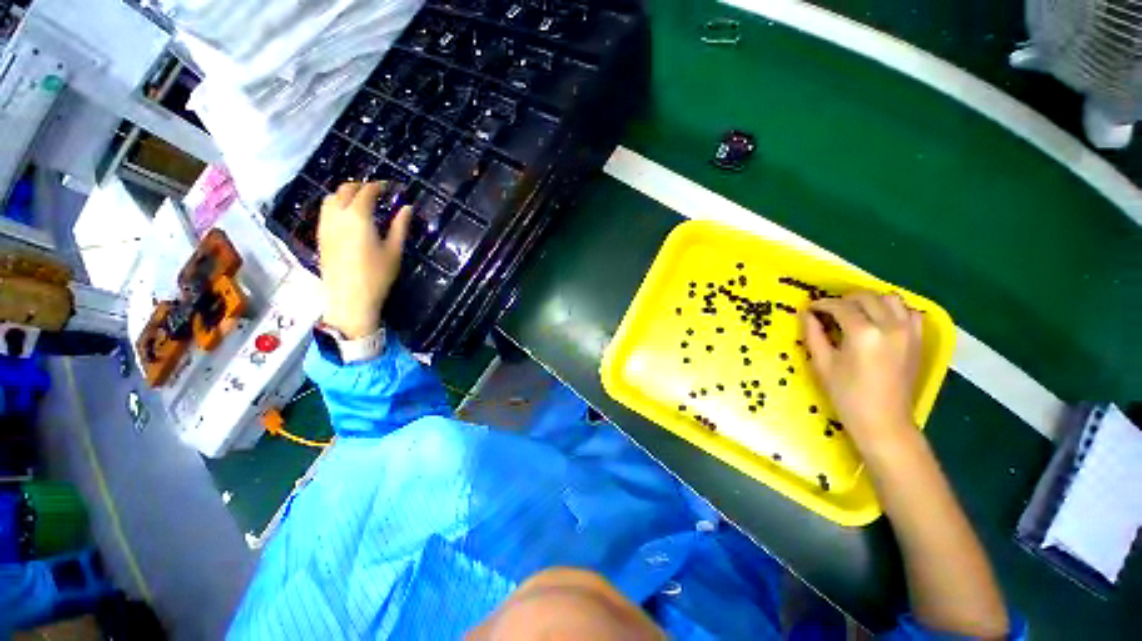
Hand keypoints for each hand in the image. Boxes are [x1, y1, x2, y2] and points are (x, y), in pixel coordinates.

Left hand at [317, 182, 410, 338]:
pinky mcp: (320, 235)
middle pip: (345, 190)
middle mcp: (338, 215)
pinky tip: (348, 215)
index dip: (379, 186)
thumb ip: (400, 226)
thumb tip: (407, 208)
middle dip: (361, 186)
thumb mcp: (394, 251)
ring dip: (346, 194)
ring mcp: (325, 225)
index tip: (391, 187)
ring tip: (361, 201)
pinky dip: (337, 204)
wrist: (350, 298)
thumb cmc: (377, 275)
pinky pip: (326, 211)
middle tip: (378, 192)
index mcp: (358, 217)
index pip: (367, 192)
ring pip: (331, 198)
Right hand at [802, 291, 922, 455]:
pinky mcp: (918, 340)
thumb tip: (806, 314)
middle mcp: (890, 326)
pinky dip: (894, 310)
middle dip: (843, 299)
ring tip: (855, 313)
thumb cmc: (847, 395)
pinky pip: (910, 312)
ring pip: (890, 299)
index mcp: (863, 333)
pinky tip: (880, 321)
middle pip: (866, 297)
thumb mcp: (822, 364)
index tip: (809, 308)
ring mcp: (909, 332)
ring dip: (869, 301)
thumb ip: (813, 334)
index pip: (840, 306)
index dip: (821, 304)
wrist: (884, 422)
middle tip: (828, 311)